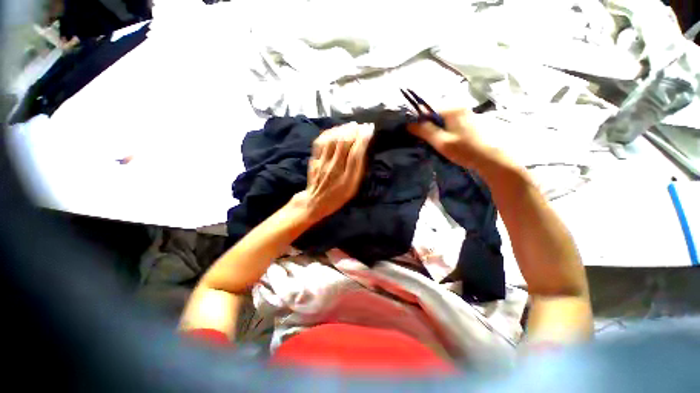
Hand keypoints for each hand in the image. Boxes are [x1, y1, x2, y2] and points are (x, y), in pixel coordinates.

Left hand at [292, 122, 373, 221]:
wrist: (315, 202)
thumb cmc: (338, 196)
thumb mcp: (352, 188)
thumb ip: (357, 171)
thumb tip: (362, 150)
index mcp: (346, 178)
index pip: (356, 154)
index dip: (363, 139)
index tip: (370, 129)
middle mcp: (334, 168)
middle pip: (344, 143)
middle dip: (354, 131)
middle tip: (362, 126)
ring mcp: (322, 163)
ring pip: (332, 140)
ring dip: (343, 129)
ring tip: (352, 125)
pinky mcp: (313, 160)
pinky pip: (320, 142)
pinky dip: (329, 133)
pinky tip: (336, 130)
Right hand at [407, 109, 490, 168]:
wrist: (490, 157)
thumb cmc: (464, 149)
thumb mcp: (441, 142)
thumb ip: (425, 131)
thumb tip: (409, 124)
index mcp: (451, 109)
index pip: (427, 108)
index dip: (418, 119)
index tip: (412, 131)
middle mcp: (458, 106)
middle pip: (435, 111)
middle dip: (426, 122)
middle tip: (422, 137)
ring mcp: (465, 112)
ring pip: (442, 116)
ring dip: (434, 126)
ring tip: (432, 139)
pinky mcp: (468, 119)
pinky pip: (449, 120)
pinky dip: (443, 127)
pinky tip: (443, 137)